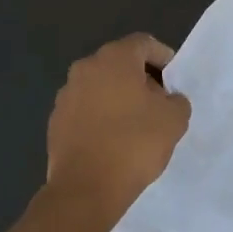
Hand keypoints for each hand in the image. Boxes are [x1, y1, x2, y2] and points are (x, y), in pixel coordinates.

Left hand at [46, 34, 191, 221]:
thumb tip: (167, 99)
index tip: (174, 80)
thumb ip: (176, 100)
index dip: (163, 57)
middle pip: (120, 64)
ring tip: (136, 125)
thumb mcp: (174, 120)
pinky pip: (85, 110)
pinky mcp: (56, 121)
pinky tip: (113, 141)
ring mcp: (66, 95)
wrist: (86, 188)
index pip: (143, 43)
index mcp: (114, 59)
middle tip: (159, 104)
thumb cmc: (134, 144)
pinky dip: (101, 117)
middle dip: (141, 79)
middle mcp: (85, 69)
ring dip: (119, 98)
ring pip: (100, 87)